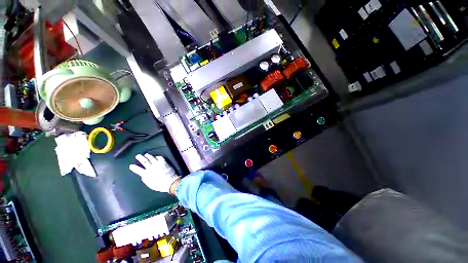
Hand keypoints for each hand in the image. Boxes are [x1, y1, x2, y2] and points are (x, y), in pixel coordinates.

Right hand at [129, 154, 180, 193]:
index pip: (138, 170)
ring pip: (152, 158)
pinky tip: (156, 156)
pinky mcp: (164, 162)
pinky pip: (160, 157)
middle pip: (144, 161)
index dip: (134, 168)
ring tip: (146, 154)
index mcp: (146, 174)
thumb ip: (145, 179)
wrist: (170, 182)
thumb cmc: (159, 185)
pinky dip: (157, 157)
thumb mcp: (150, 184)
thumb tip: (143, 175)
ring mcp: (158, 164)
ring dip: (148, 156)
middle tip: (138, 155)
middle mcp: (151, 168)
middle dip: (140, 158)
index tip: (131, 165)